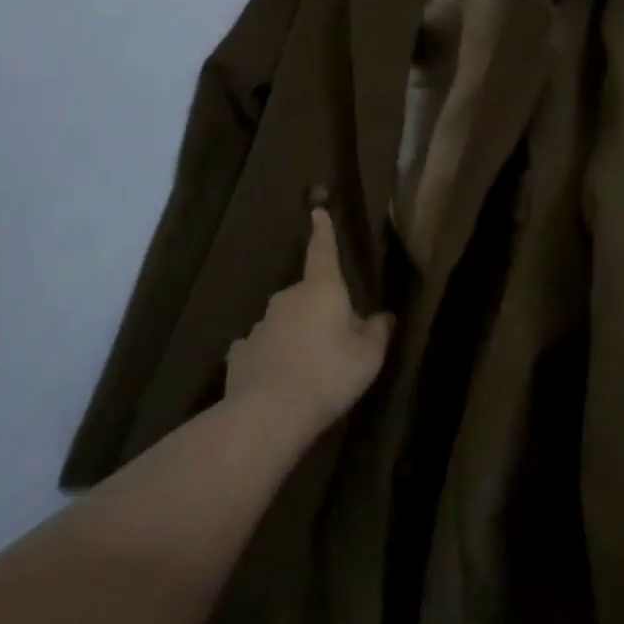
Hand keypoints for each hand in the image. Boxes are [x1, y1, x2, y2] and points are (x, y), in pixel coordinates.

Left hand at [224, 210, 394, 443]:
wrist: (270, 412)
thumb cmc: (330, 374)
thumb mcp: (369, 357)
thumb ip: (377, 332)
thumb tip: (383, 316)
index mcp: (322, 289)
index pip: (323, 251)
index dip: (323, 232)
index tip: (318, 211)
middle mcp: (287, 298)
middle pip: (307, 295)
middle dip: (320, 310)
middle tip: (336, 341)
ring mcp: (259, 324)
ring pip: (283, 322)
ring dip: (295, 335)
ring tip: (308, 369)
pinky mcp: (240, 353)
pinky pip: (261, 347)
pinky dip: (270, 356)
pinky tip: (276, 379)